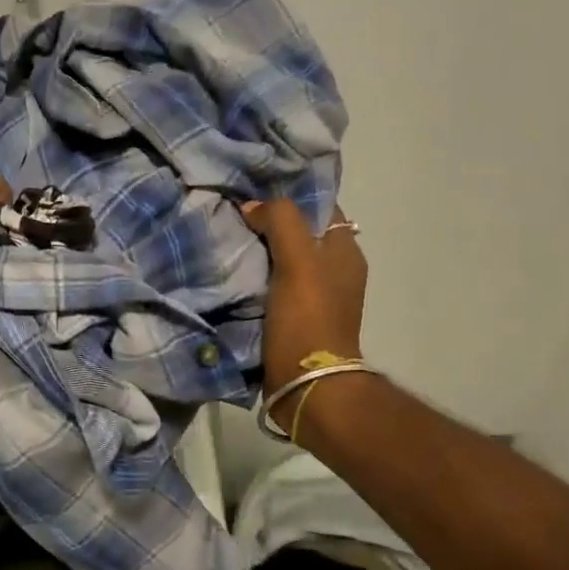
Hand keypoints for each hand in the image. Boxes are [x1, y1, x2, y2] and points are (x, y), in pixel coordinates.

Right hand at [242, 198, 367, 435]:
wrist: (306, 384)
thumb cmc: (309, 318)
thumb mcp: (299, 260)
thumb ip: (281, 222)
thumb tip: (253, 207)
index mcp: (345, 251)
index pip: (320, 207)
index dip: (291, 193)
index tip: (255, 185)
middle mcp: (333, 269)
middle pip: (298, 232)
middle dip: (268, 219)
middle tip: (232, 208)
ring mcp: (312, 295)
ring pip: (281, 257)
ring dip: (257, 248)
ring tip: (224, 233)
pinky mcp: (291, 316)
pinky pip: (270, 284)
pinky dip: (252, 275)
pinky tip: (227, 268)